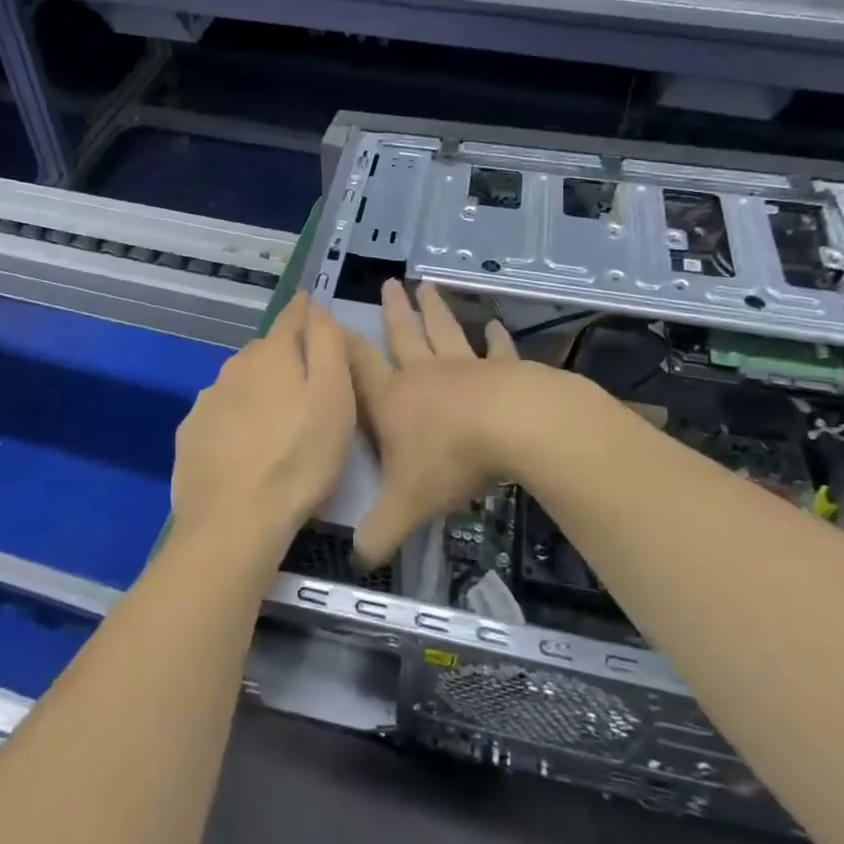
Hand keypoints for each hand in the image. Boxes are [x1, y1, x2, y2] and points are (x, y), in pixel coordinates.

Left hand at [171, 292, 355, 558]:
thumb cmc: (300, 459)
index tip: (311, 304)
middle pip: (265, 351)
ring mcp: (207, 400)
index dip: (305, 310)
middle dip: (284, 358)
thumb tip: (316, 307)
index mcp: (272, 354)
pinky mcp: (190, 434)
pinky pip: (220, 414)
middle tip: (306, 386)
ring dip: (258, 391)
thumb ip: (327, 345)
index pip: (292, 317)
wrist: (234, 522)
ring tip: (275, 423)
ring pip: (240, 383)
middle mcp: (234, 367)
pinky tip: (244, 448)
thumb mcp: (335, 398)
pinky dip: (235, 420)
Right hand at [344, 279, 554, 567]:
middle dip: (394, 313)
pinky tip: (496, 325)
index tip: (330, 319)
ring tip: (428, 286)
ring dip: (435, 311)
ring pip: (445, 332)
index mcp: (394, 400)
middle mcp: (425, 375)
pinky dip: (496, 338)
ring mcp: (466, 367)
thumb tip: (358, 559)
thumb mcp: (406, 505)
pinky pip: (497, 350)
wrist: (514, 428)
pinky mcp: (504, 370)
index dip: (341, 345)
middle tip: (389, 284)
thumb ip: (379, 531)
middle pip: (404, 337)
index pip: (359, 368)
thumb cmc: (451, 459)